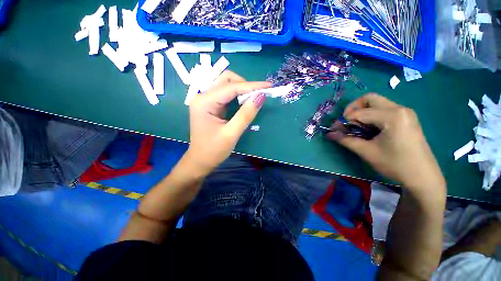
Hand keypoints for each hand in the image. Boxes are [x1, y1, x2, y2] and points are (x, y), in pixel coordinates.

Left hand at [185, 71, 270, 174]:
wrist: (200, 161)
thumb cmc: (213, 150)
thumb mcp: (231, 134)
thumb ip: (246, 115)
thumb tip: (261, 97)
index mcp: (204, 102)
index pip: (231, 87)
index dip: (251, 86)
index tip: (268, 86)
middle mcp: (202, 96)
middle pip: (226, 80)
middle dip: (245, 85)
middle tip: (259, 95)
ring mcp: (205, 100)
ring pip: (226, 84)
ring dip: (242, 88)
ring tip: (254, 97)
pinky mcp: (210, 105)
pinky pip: (225, 93)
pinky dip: (237, 94)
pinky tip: (245, 101)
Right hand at [328, 94, 444, 193]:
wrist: (423, 177)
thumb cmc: (395, 164)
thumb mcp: (366, 151)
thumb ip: (345, 140)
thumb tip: (329, 134)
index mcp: (392, 116)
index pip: (359, 112)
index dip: (344, 121)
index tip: (337, 130)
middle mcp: (399, 108)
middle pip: (369, 98)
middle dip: (353, 109)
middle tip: (347, 122)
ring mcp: (405, 112)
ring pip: (376, 103)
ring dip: (362, 112)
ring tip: (358, 128)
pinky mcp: (406, 118)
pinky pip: (384, 109)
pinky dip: (372, 116)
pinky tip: (370, 129)